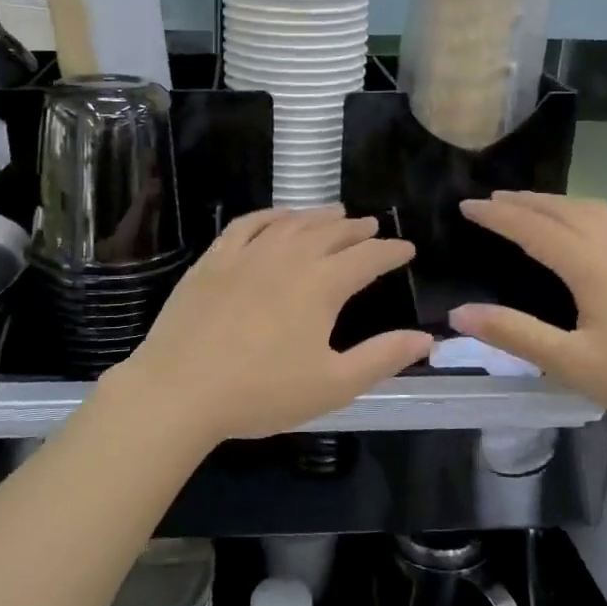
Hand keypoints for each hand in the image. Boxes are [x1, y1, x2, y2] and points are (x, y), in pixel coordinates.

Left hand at [106, 207, 433, 446]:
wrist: (181, 389)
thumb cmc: (261, 393)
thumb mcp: (333, 385)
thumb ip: (382, 358)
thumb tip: (426, 337)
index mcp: (321, 286)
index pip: (367, 258)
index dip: (390, 251)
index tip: (406, 248)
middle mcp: (288, 258)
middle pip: (330, 233)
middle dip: (357, 228)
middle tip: (371, 225)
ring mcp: (247, 254)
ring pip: (291, 223)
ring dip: (317, 215)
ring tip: (334, 212)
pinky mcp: (213, 260)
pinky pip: (247, 224)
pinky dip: (269, 215)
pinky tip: (277, 216)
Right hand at [449, 192, 606, 445]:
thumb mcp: (572, 364)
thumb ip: (515, 335)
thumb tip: (460, 312)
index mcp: (592, 267)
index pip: (533, 229)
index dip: (497, 215)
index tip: (466, 205)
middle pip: (566, 211)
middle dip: (526, 202)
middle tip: (494, 200)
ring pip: (604, 212)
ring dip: (565, 203)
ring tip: (540, 205)